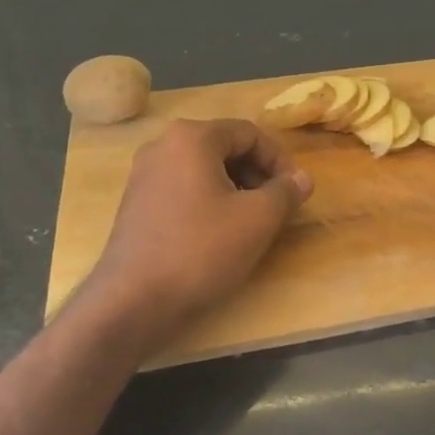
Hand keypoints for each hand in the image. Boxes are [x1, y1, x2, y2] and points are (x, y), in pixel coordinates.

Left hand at [83, 119, 312, 344]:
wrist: (133, 301)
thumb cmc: (201, 250)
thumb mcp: (258, 219)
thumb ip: (286, 192)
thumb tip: (302, 178)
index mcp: (192, 137)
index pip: (250, 133)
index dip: (280, 160)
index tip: (295, 191)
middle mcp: (162, 145)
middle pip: (225, 148)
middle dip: (257, 174)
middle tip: (277, 206)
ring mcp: (144, 175)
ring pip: (205, 169)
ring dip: (236, 188)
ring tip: (252, 222)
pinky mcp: (136, 203)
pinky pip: (184, 188)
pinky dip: (210, 201)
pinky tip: (220, 234)